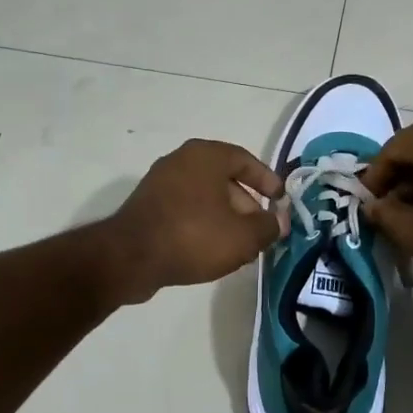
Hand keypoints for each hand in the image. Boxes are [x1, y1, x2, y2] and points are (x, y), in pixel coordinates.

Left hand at [102, 139, 285, 304]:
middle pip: (225, 179)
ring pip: (205, 196)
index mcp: (206, 155)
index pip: (246, 160)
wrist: (130, 257)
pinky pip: (185, 209)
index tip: (281, 200)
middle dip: (247, 206)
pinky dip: (203, 223)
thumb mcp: (243, 236)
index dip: (267, 181)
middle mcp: (182, 160)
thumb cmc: (193, 236)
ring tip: (240, 247)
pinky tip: (211, 250)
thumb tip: (280, 221)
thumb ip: (268, 227)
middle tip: (261, 231)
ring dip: (226, 218)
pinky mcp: (147, 205)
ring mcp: (161, 182)